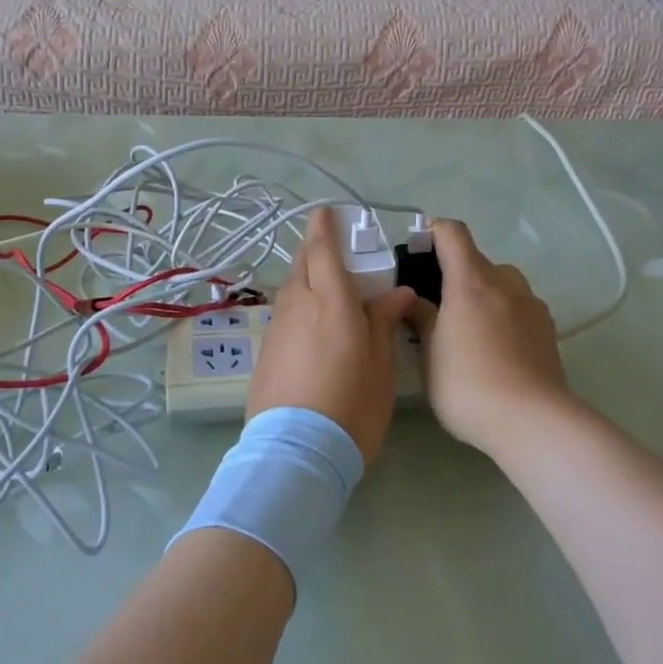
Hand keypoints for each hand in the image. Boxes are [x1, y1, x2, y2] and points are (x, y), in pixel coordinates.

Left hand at [247, 208, 416, 465]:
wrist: (296, 451)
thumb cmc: (352, 406)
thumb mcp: (381, 366)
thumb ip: (384, 322)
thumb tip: (396, 293)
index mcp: (331, 301)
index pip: (322, 250)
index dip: (324, 227)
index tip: (326, 211)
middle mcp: (298, 305)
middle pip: (302, 264)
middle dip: (315, 249)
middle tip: (335, 251)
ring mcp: (277, 328)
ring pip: (290, 288)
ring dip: (306, 277)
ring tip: (327, 287)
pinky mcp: (266, 352)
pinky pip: (284, 313)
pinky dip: (298, 305)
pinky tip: (312, 323)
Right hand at [411, 219, 575, 457]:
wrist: (532, 421)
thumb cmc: (468, 384)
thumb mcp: (429, 354)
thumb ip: (420, 318)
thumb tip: (413, 298)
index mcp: (471, 281)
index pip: (452, 233)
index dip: (432, 233)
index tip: (415, 251)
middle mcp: (505, 282)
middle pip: (477, 260)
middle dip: (454, 274)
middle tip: (435, 306)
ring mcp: (532, 305)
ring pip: (501, 284)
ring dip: (482, 295)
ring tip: (466, 330)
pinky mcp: (548, 330)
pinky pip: (518, 308)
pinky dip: (502, 316)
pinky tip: (493, 350)